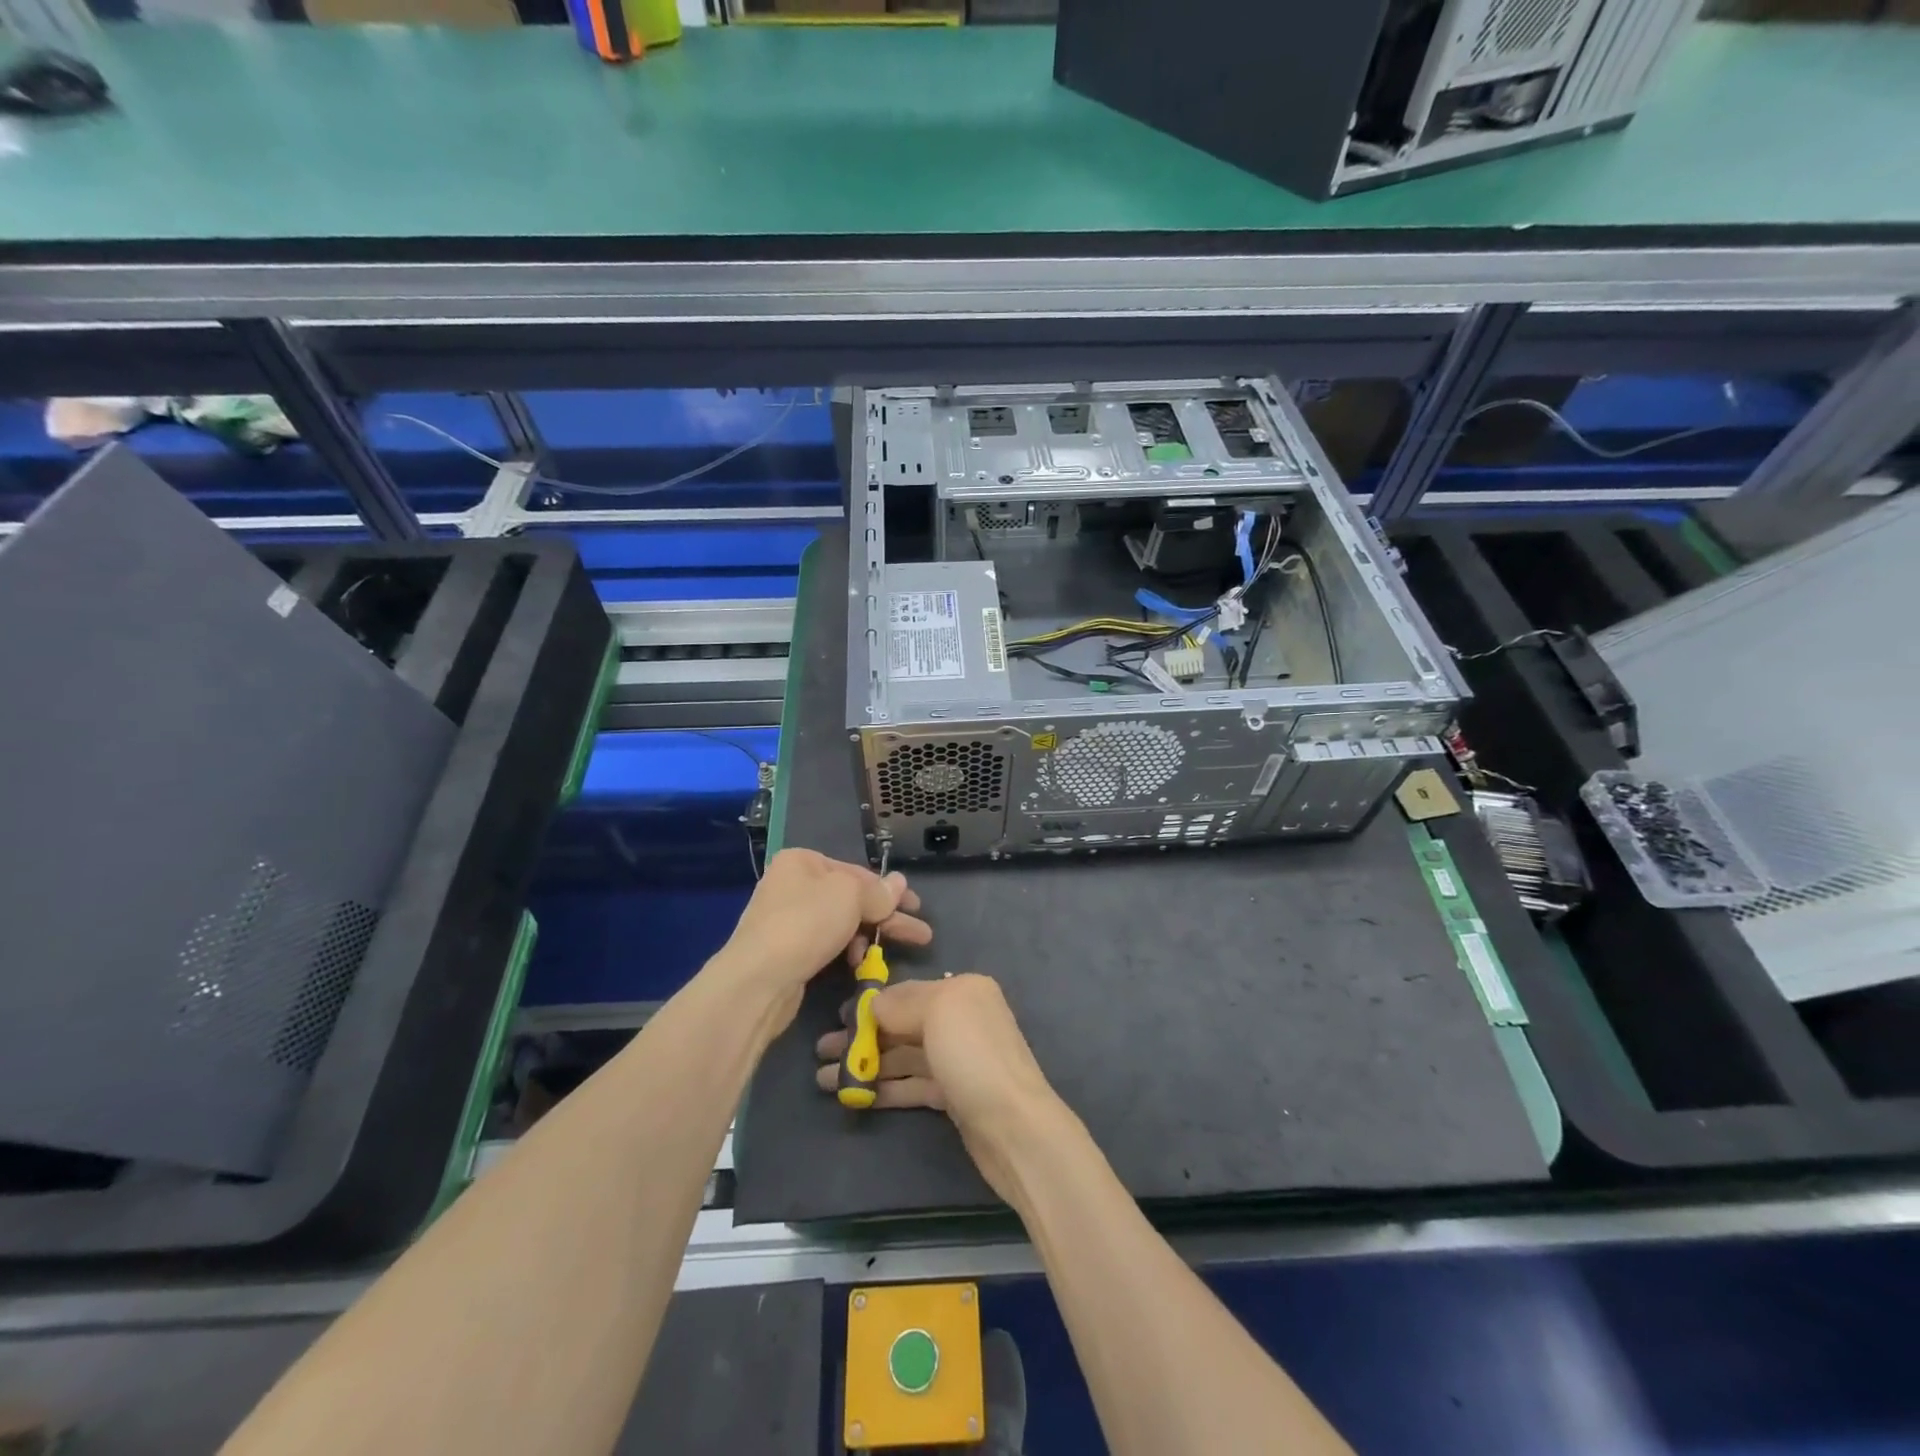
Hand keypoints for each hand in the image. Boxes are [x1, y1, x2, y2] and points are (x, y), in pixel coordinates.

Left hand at [717, 849, 930, 1021]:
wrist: (759, 979)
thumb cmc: (807, 923)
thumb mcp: (851, 896)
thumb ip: (878, 892)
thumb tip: (899, 882)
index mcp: (802, 862)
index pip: (856, 872)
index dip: (889, 890)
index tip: (916, 907)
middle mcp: (792, 886)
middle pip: (850, 899)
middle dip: (886, 917)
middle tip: (920, 935)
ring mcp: (787, 920)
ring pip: (840, 924)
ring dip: (867, 937)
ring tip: (888, 955)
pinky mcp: (787, 953)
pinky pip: (826, 946)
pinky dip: (846, 952)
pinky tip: (860, 965)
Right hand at [814, 975, 1066, 1203]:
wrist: (1015, 1128)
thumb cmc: (974, 1057)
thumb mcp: (937, 1012)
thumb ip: (901, 1003)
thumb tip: (873, 1004)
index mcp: (963, 990)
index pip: (907, 992)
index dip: (871, 1005)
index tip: (836, 1018)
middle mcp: (961, 1019)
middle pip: (903, 1024)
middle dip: (862, 1036)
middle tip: (820, 1052)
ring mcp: (957, 1059)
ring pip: (903, 1057)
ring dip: (866, 1065)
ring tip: (823, 1080)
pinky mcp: (953, 1096)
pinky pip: (911, 1084)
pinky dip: (884, 1088)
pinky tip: (853, 1097)